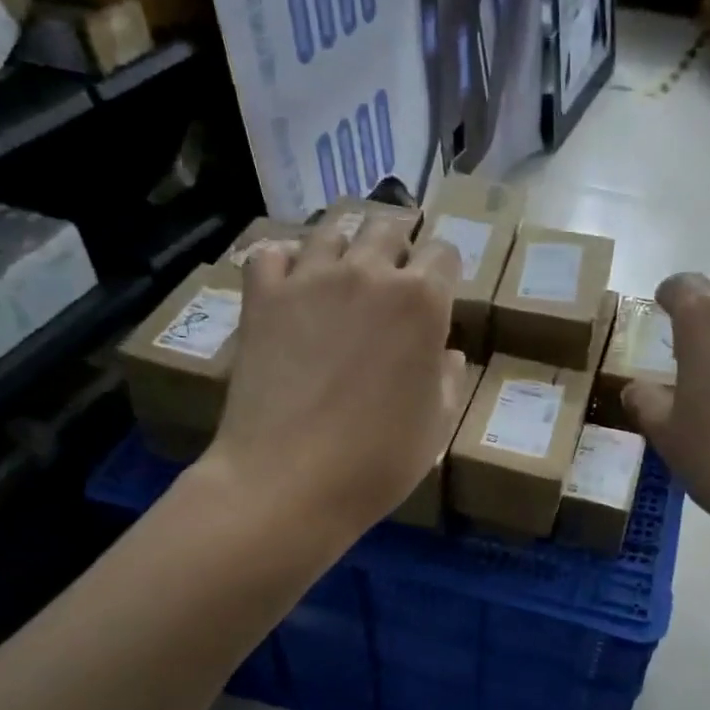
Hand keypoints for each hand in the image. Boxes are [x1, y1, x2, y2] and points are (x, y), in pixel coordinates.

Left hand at [206, 219, 465, 540]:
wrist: (289, 482)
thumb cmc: (376, 462)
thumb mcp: (436, 426)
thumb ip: (447, 379)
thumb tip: (443, 353)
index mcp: (421, 302)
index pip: (443, 252)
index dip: (444, 270)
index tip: (439, 291)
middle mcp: (368, 273)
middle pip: (388, 227)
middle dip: (398, 244)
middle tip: (394, 273)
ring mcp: (310, 279)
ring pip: (332, 228)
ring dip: (345, 244)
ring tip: (343, 271)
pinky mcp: (263, 297)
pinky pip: (272, 253)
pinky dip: (285, 261)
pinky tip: (291, 284)